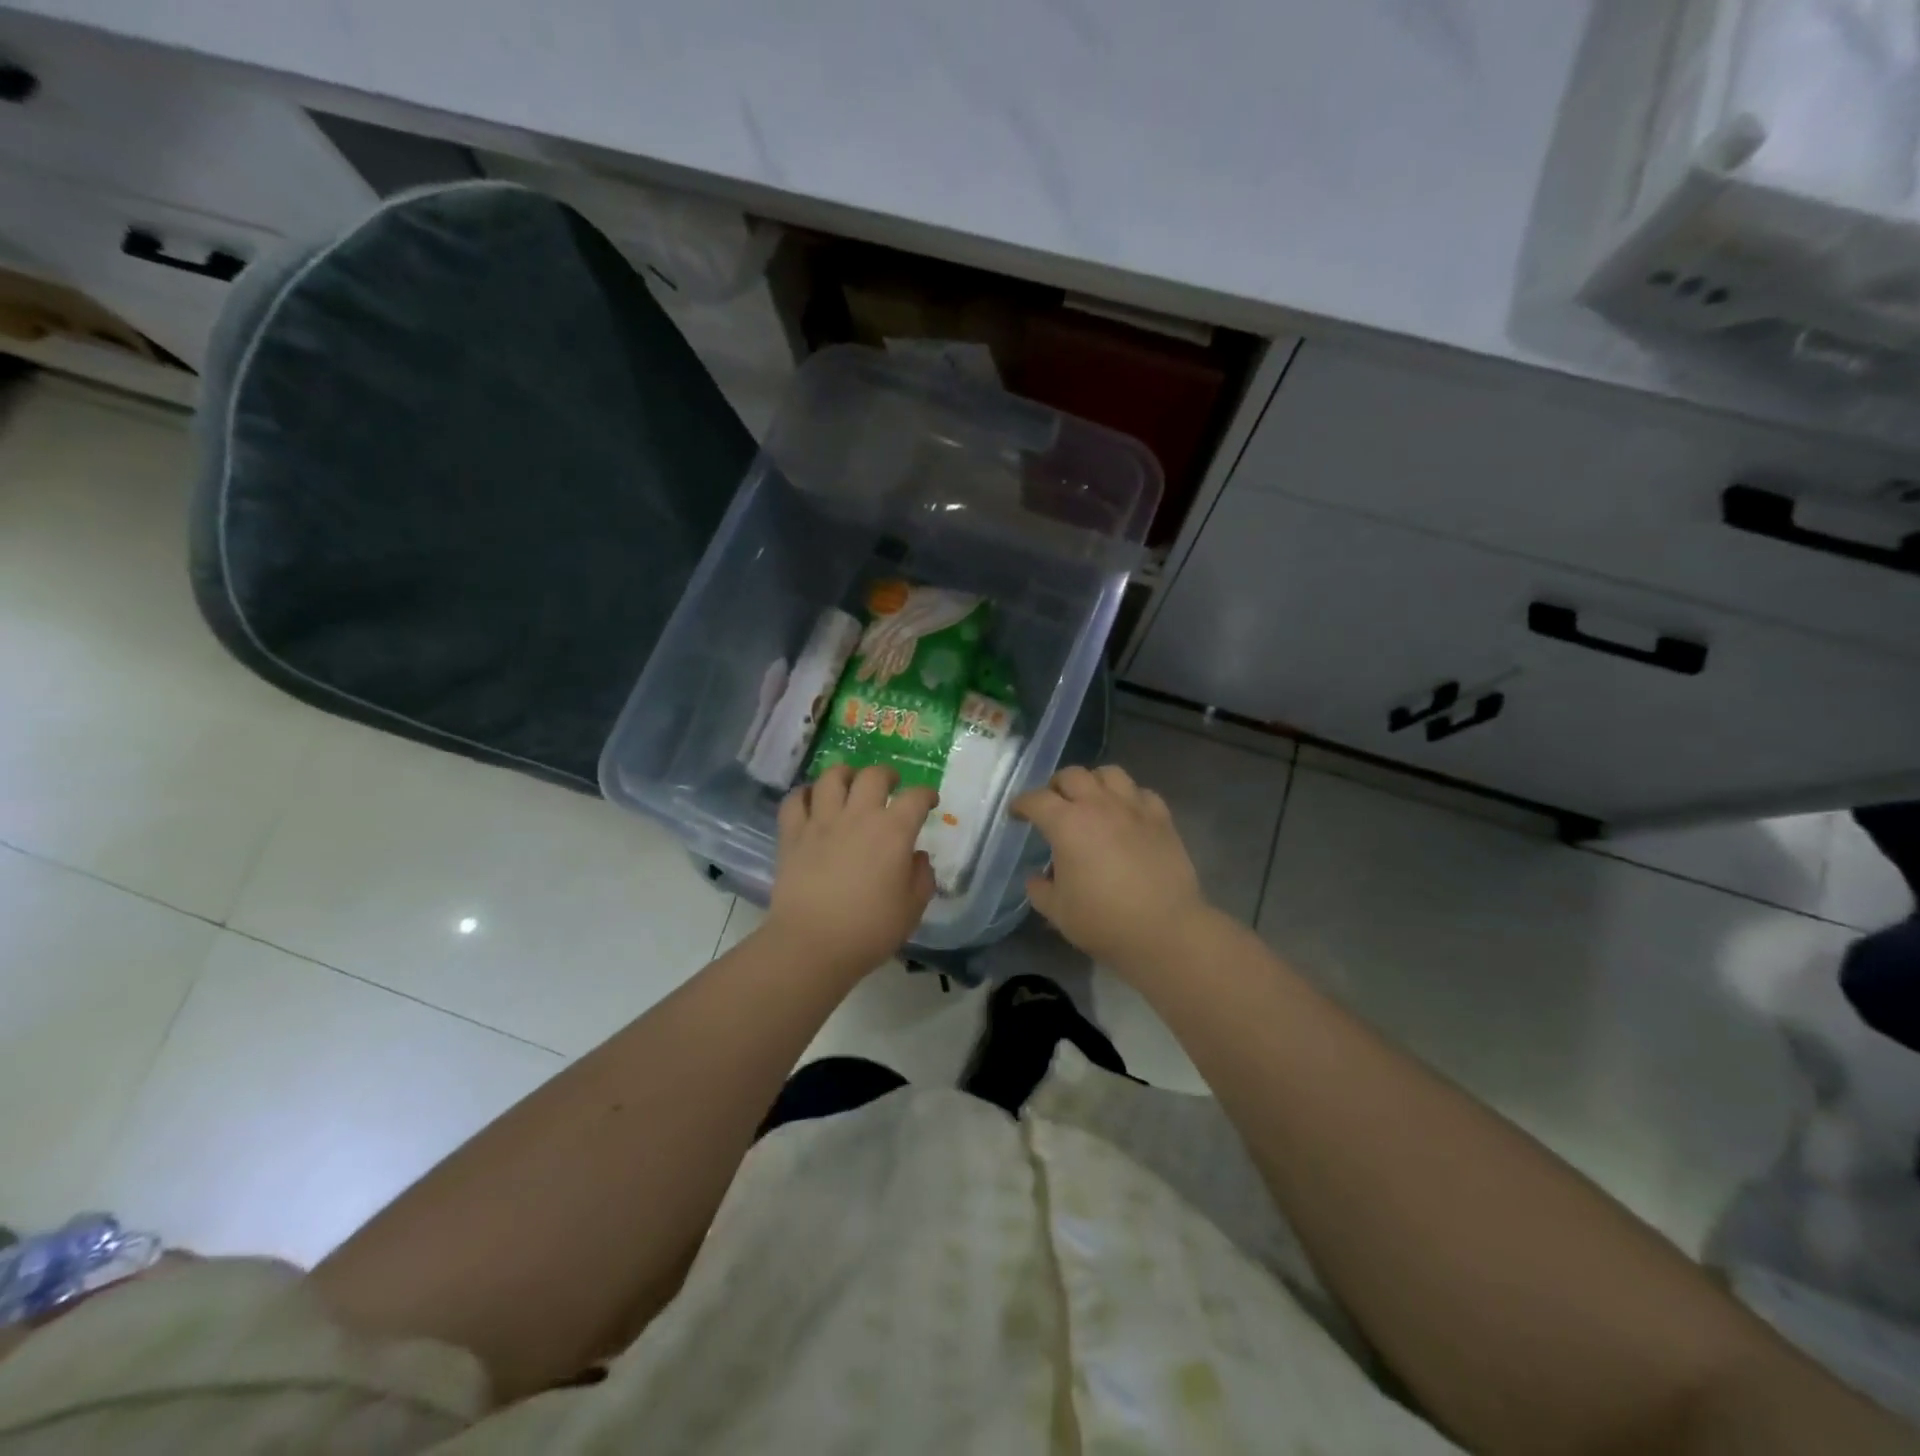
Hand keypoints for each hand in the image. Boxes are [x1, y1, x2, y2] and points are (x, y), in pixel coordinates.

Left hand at [766, 764, 937, 976]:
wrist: (812, 944)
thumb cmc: (870, 930)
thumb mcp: (912, 908)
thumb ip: (922, 877)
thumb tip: (917, 857)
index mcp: (893, 832)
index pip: (915, 798)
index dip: (926, 795)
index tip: (929, 801)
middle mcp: (858, 816)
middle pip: (873, 776)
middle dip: (886, 774)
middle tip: (890, 783)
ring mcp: (821, 822)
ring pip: (831, 778)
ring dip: (844, 774)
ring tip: (849, 782)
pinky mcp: (792, 835)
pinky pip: (794, 801)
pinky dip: (804, 795)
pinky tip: (811, 801)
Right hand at [1011, 765, 1214, 978]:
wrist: (1164, 930)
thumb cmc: (1103, 921)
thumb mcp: (1057, 911)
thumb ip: (1040, 889)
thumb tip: (1037, 878)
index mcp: (1066, 824)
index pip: (1036, 800)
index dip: (1021, 804)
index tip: (1017, 814)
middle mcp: (1098, 805)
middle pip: (1072, 775)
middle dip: (1057, 786)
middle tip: (1054, 805)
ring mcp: (1133, 808)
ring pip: (1110, 773)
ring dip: (1094, 782)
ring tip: (1092, 801)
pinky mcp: (1161, 818)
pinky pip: (1141, 792)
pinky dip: (1129, 797)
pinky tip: (1127, 815)